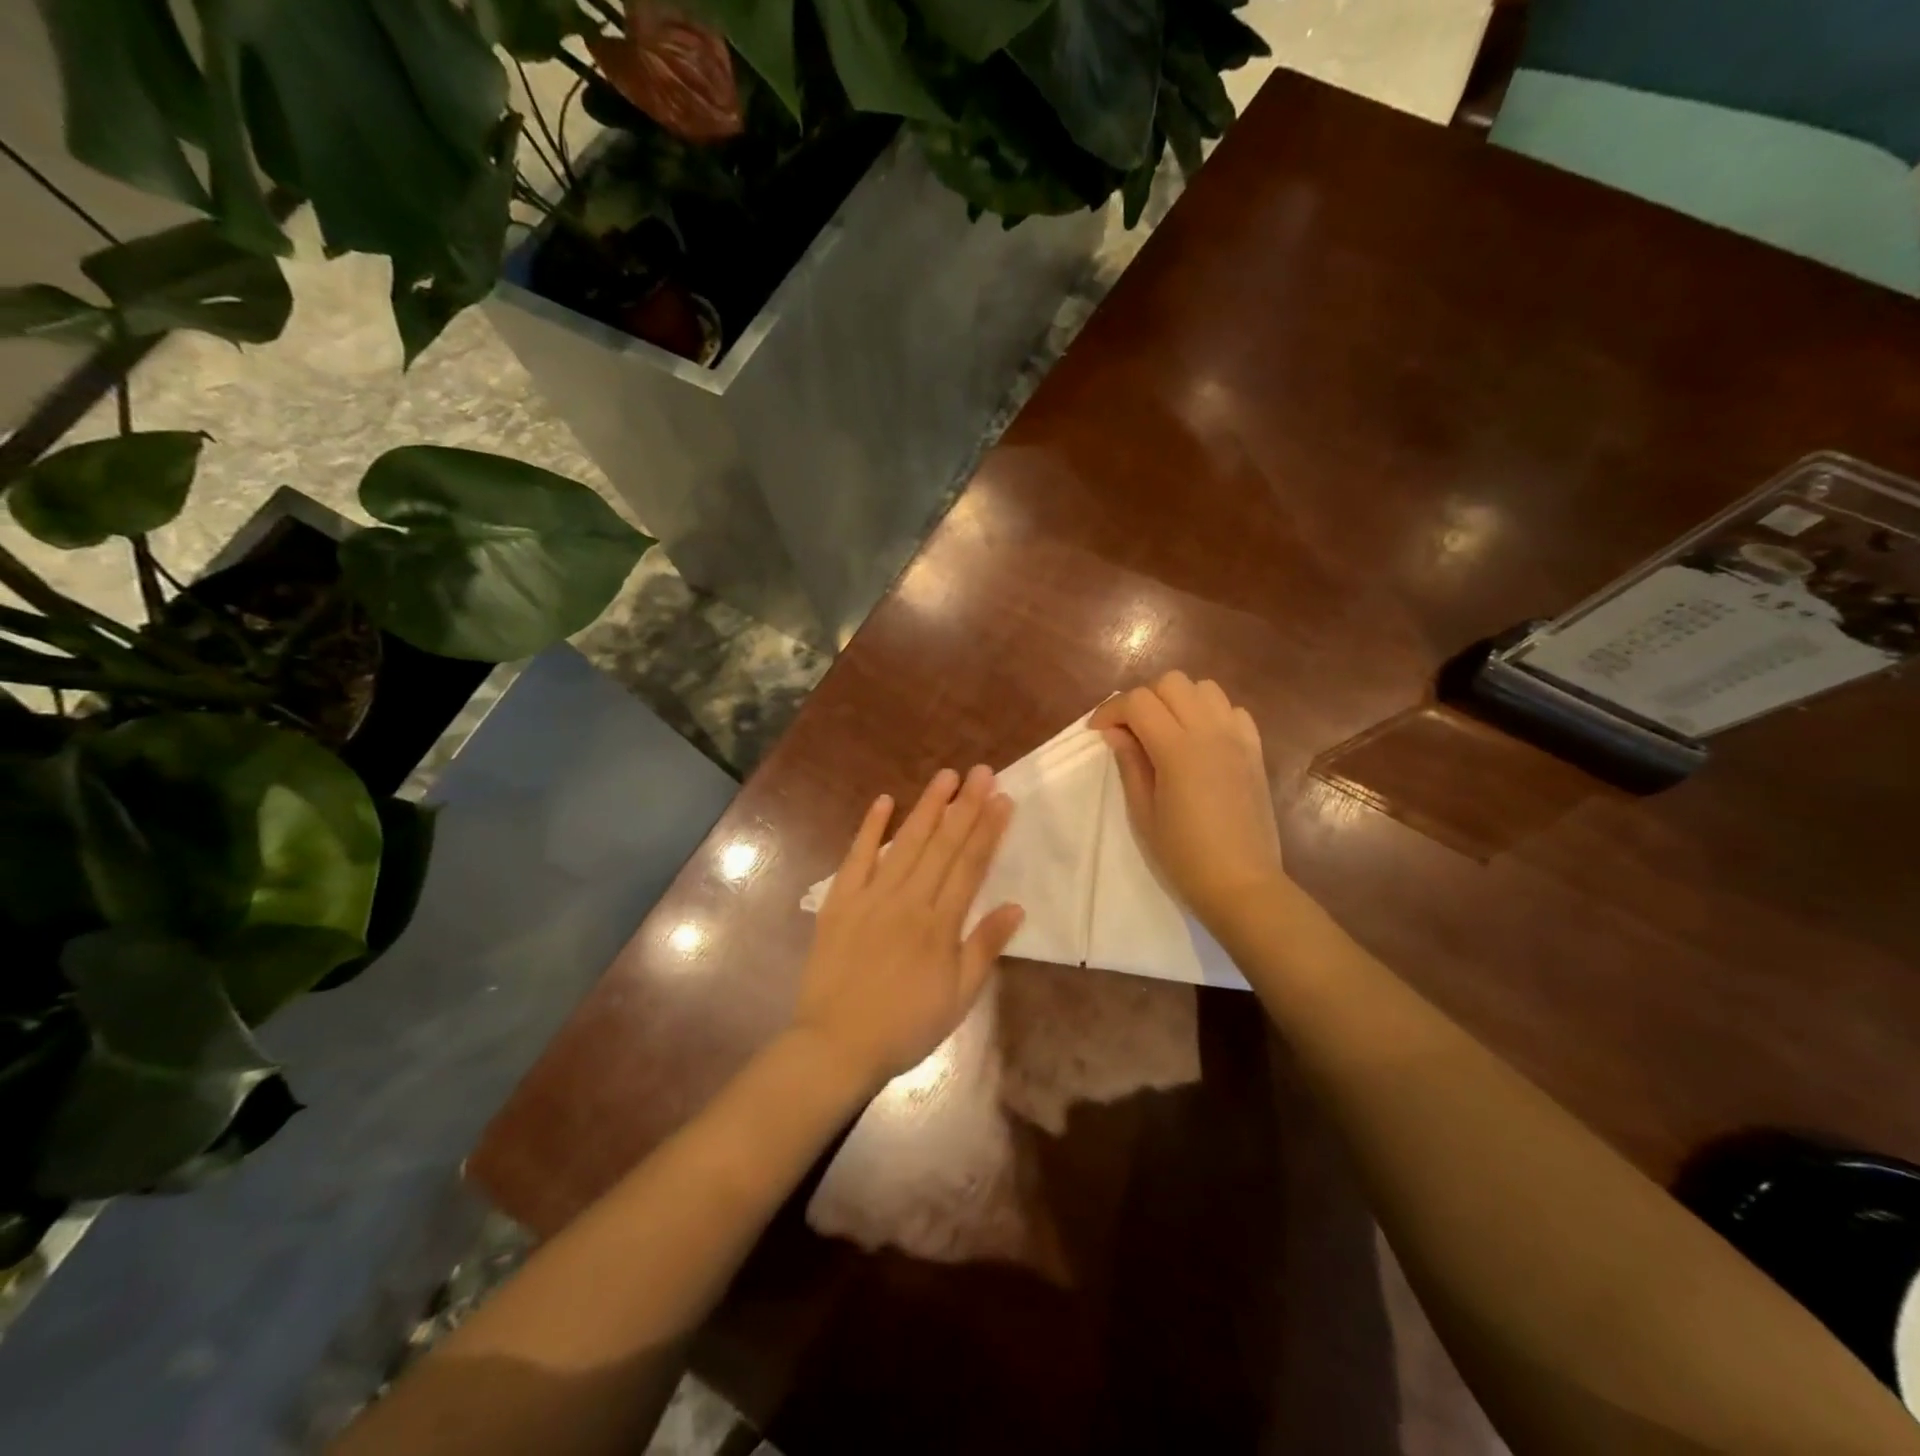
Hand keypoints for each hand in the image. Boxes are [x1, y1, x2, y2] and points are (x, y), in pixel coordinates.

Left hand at [793, 766, 1023, 1089]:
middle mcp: (908, 900)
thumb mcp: (958, 998)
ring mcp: (871, 897)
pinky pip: (856, 857)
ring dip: (927, 807)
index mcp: (940, 924)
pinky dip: (870, 828)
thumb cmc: (905, 1027)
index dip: (988, 830)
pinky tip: (884, 800)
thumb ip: (984, 948)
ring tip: (946, 776)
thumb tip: (1015, 906)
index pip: (970, 866)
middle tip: (982, 771)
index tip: (1002, 798)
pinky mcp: (840, 901)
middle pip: (942, 845)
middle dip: (965, 806)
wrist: (837, 1045)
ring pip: (905, 843)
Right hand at [1091, 671, 1287, 931]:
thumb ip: (1130, 764)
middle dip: (1144, 699)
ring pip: (1205, 688)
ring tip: (1166, 731)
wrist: (1242, 883)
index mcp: (1177, 749)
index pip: (1138, 702)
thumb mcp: (1143, 813)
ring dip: (1179, 701)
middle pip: (1172, 682)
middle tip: (1131, 731)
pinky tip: (1201, 741)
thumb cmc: (1183, 855)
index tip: (1098, 733)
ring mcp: (1237, 739)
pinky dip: (1211, 714)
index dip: (1111, 711)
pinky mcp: (1255, 751)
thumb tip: (1116, 733)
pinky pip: (1233, 711)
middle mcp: (1210, 732)